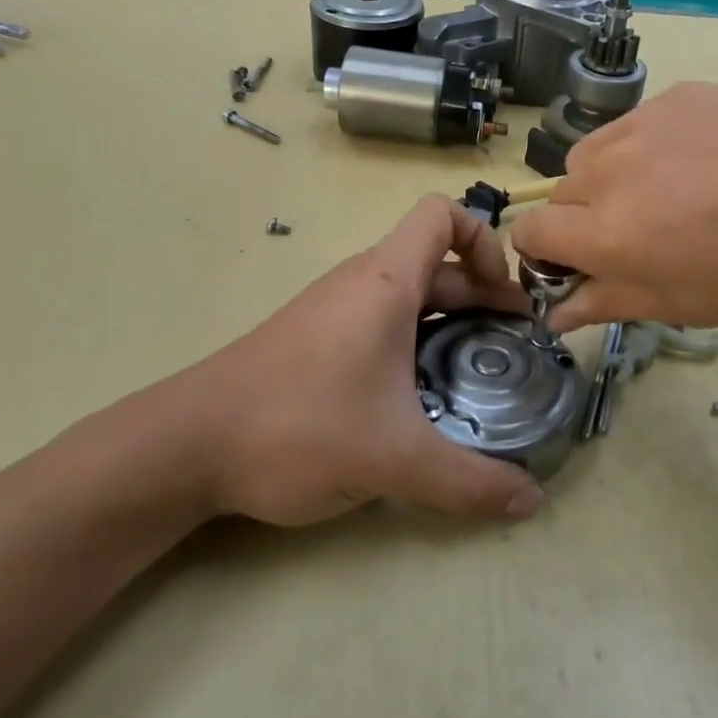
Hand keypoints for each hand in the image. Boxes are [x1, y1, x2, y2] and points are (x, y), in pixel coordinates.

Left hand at [130, 195, 545, 526]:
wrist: (185, 446)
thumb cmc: (297, 427)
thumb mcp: (395, 458)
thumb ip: (469, 482)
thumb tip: (532, 501)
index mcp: (386, 282)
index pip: (444, 215)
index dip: (486, 242)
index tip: (507, 299)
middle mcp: (361, 283)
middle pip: (438, 262)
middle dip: (483, 296)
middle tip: (512, 347)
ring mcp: (333, 311)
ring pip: (409, 296)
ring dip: (450, 323)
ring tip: (476, 374)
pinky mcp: (315, 341)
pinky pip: (381, 323)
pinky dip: (415, 343)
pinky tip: (419, 398)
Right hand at [510, 82, 717, 331]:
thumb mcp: (692, 304)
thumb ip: (612, 302)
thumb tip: (556, 313)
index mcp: (608, 233)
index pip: (531, 234)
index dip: (544, 256)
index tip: (579, 270)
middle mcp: (610, 170)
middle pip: (560, 194)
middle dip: (582, 222)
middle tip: (640, 240)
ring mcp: (644, 123)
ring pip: (593, 154)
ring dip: (608, 181)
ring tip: (668, 195)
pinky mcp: (679, 95)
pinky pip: (636, 125)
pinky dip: (647, 149)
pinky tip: (703, 161)